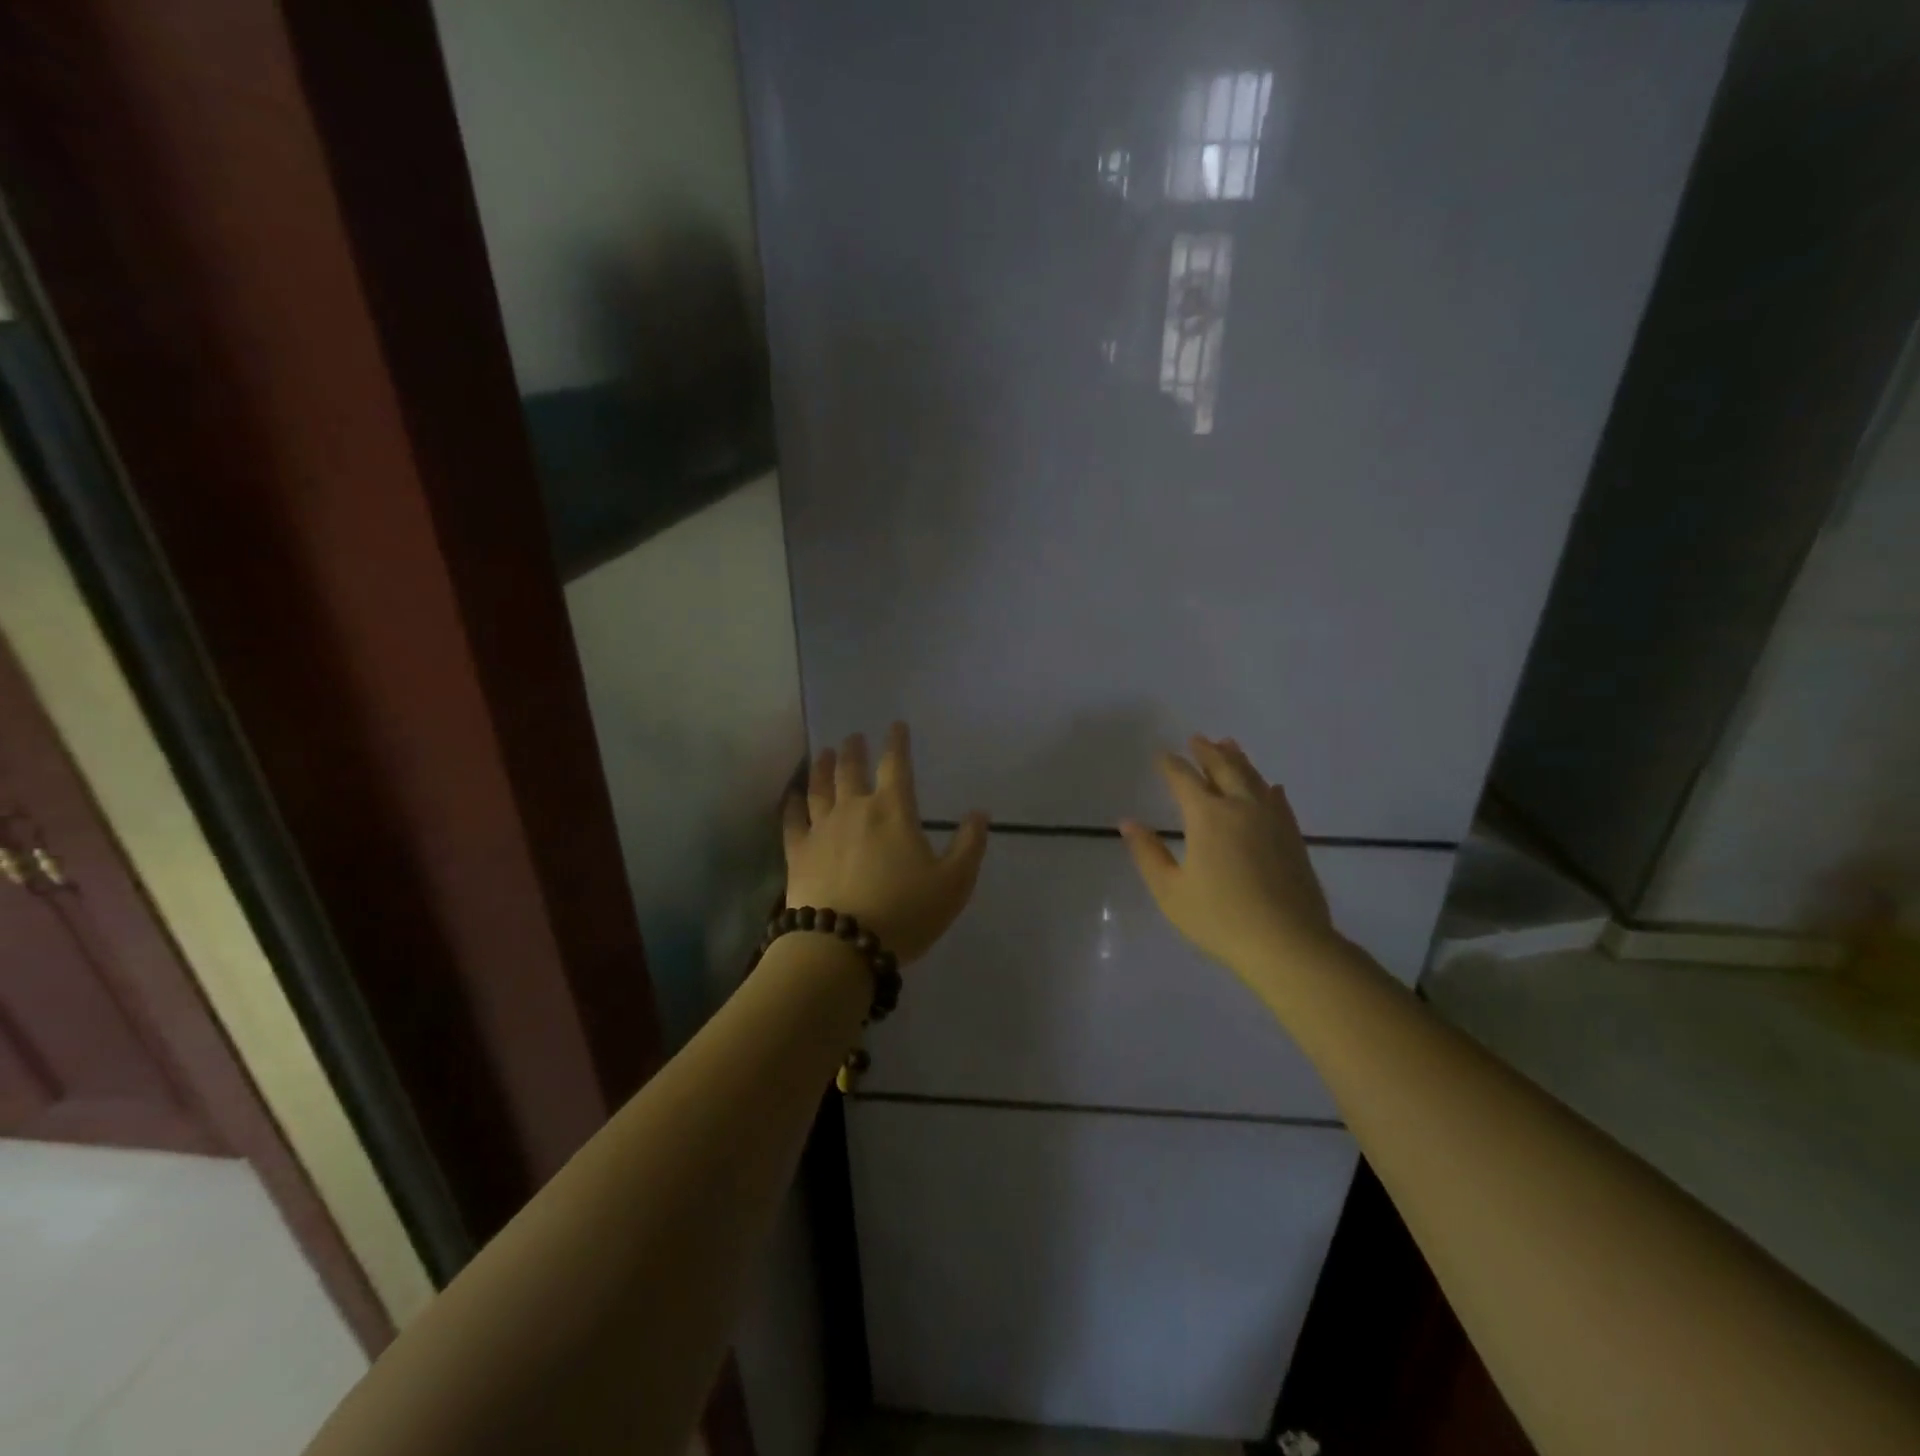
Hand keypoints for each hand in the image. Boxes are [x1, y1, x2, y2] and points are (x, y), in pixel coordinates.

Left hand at [783, 723, 989, 964]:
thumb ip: (969, 846)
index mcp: (893, 811)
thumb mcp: (953, 883)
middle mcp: (854, 810)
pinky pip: (793, 821)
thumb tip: (980, 814)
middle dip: (855, 750)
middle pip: (851, 771)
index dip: (897, 743)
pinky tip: (792, 797)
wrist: (841, 945)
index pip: (896, 765)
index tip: (896, 726)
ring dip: (823, 768)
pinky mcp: (798, 854)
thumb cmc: (905, 912)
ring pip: (819, 789)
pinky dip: (792, 805)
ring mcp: (821, 830)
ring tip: (825, 754)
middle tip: (854, 737)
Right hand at [1120, 736, 1336, 980]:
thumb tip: (1127, 823)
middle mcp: (1241, 808)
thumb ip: (1148, 853)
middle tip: (1197, 739)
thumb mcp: (1170, 891)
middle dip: (1207, 753)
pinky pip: (1278, 801)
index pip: (1185, 780)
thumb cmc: (1220, 918)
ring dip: (1238, 760)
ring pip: (1253, 779)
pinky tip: (1270, 787)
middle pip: (1223, 769)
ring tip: (1229, 745)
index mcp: (1207, 817)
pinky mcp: (1293, 837)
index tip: (1162, 754)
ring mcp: (1272, 820)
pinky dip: (1267, 788)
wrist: (1288, 944)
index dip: (1171, 765)